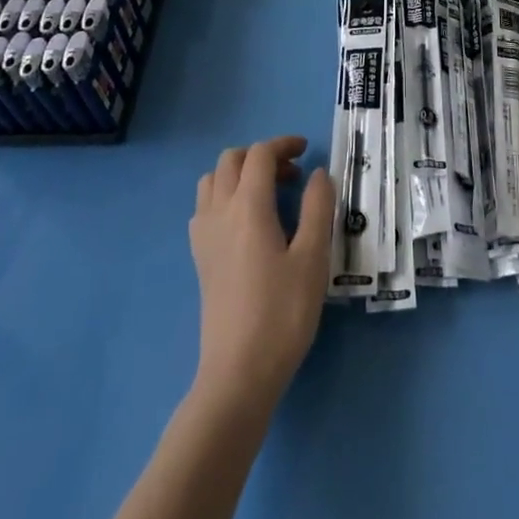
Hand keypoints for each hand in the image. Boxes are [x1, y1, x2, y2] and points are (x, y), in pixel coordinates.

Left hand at [189, 136, 332, 413]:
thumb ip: (317, 208)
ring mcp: (204, 236)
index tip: (307, 151)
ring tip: (269, 194)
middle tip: (292, 175)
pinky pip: (205, 207)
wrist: (238, 373)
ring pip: (212, 181)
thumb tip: (318, 174)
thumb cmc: (282, 313)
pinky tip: (246, 223)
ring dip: (239, 174)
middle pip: (231, 160)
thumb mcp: (312, 258)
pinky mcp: (200, 259)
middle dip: (261, 156)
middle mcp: (219, 212)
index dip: (283, 144)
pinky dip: (224, 197)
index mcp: (248, 206)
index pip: (260, 154)